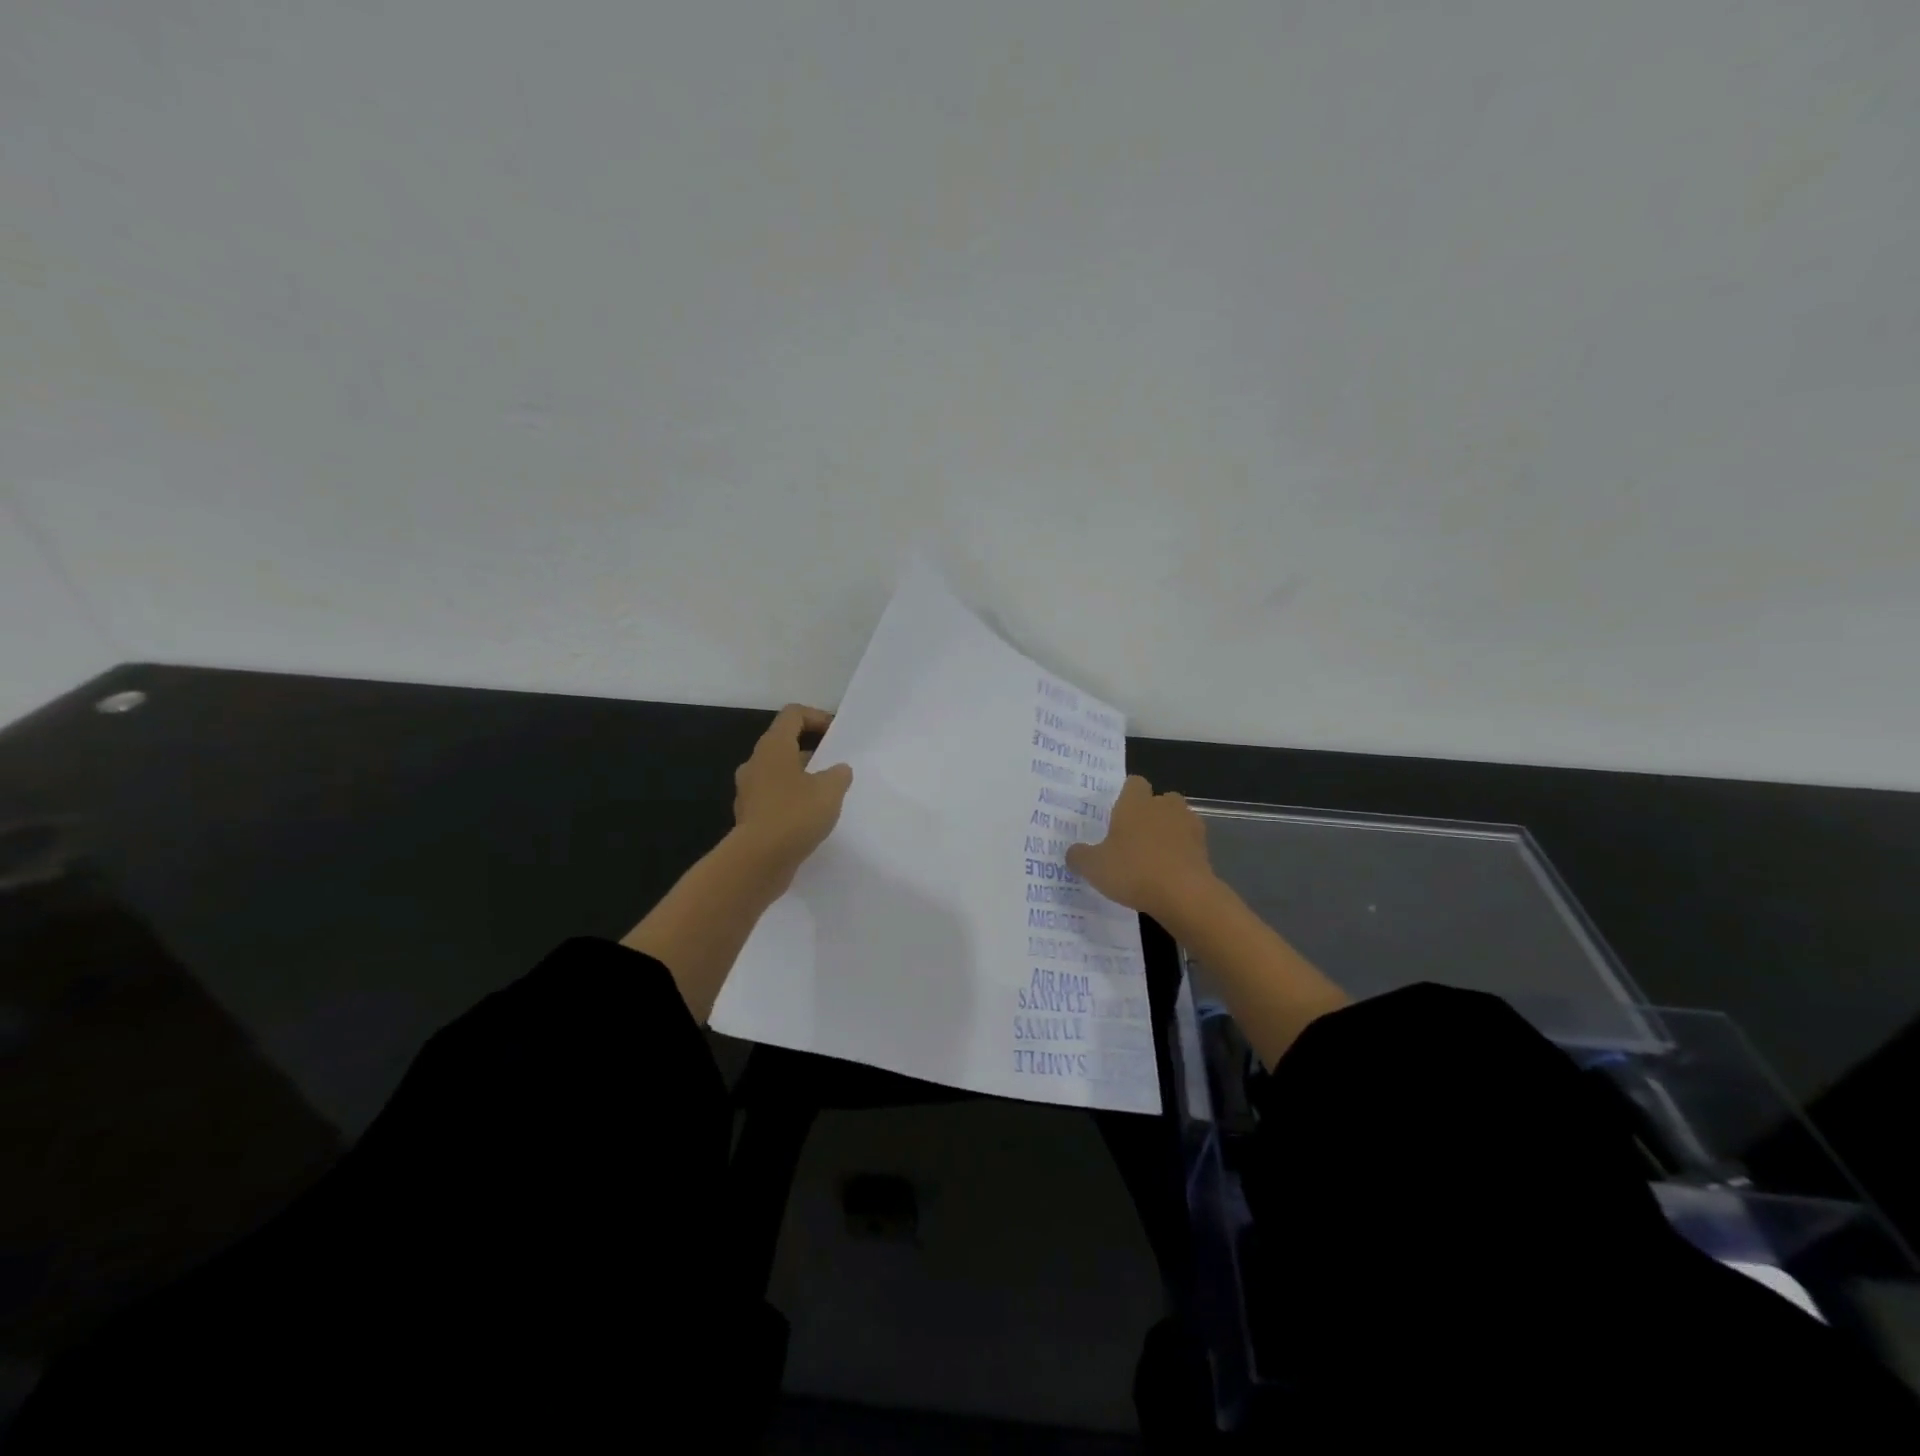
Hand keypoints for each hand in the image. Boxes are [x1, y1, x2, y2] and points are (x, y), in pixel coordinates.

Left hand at [731, 704, 853, 889]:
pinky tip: (810, 818)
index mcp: (773, 747)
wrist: (758, 861)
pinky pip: (773, 798)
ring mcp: (749, 791)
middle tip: (835, 765)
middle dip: (812, 751)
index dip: (817, 718)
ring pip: (778, 773)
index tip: (837, 736)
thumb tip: (838, 770)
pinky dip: (791, 800)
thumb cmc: (795, 815)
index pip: (793, 715)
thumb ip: (838, 774)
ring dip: (801, 777)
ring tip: (826, 794)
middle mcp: (756, 763)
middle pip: (784, 743)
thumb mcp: (830, 790)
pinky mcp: (749, 816)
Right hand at [1066, 775, 1214, 921]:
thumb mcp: (1094, 867)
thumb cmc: (1133, 871)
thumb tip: (1073, 853)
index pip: (1134, 783)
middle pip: (1160, 799)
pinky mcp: (1205, 849)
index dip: (1126, 795)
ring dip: (1169, 832)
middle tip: (1134, 836)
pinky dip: (1182, 853)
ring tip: (1153, 856)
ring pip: (1178, 820)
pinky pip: (1190, 844)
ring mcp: (1189, 826)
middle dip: (1151, 813)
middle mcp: (1164, 806)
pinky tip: (1169, 873)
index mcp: (1135, 803)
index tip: (1117, 813)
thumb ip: (1079, 857)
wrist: (1185, 895)